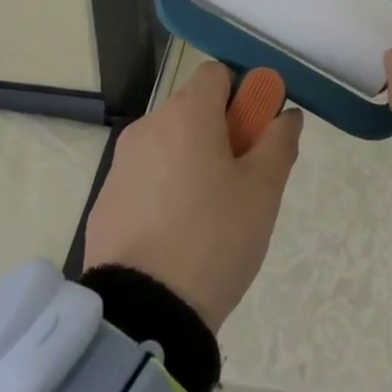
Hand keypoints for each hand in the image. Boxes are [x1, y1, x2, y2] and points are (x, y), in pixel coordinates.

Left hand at [82, 61, 303, 330]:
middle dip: (220, 132)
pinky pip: (145, 179)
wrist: (142, 318)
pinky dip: (164, 191)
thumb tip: (287, 115)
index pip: (217, 73)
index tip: (254, 135)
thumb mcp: (264, 190)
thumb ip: (280, 141)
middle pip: (193, 109)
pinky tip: (176, 237)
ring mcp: (121, 165)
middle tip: (240, 181)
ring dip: (191, 162)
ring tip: (209, 216)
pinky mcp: (104, 203)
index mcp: (187, 114)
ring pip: (169, 145)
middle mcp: (148, 126)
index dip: (242, 95)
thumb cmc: (213, 239)